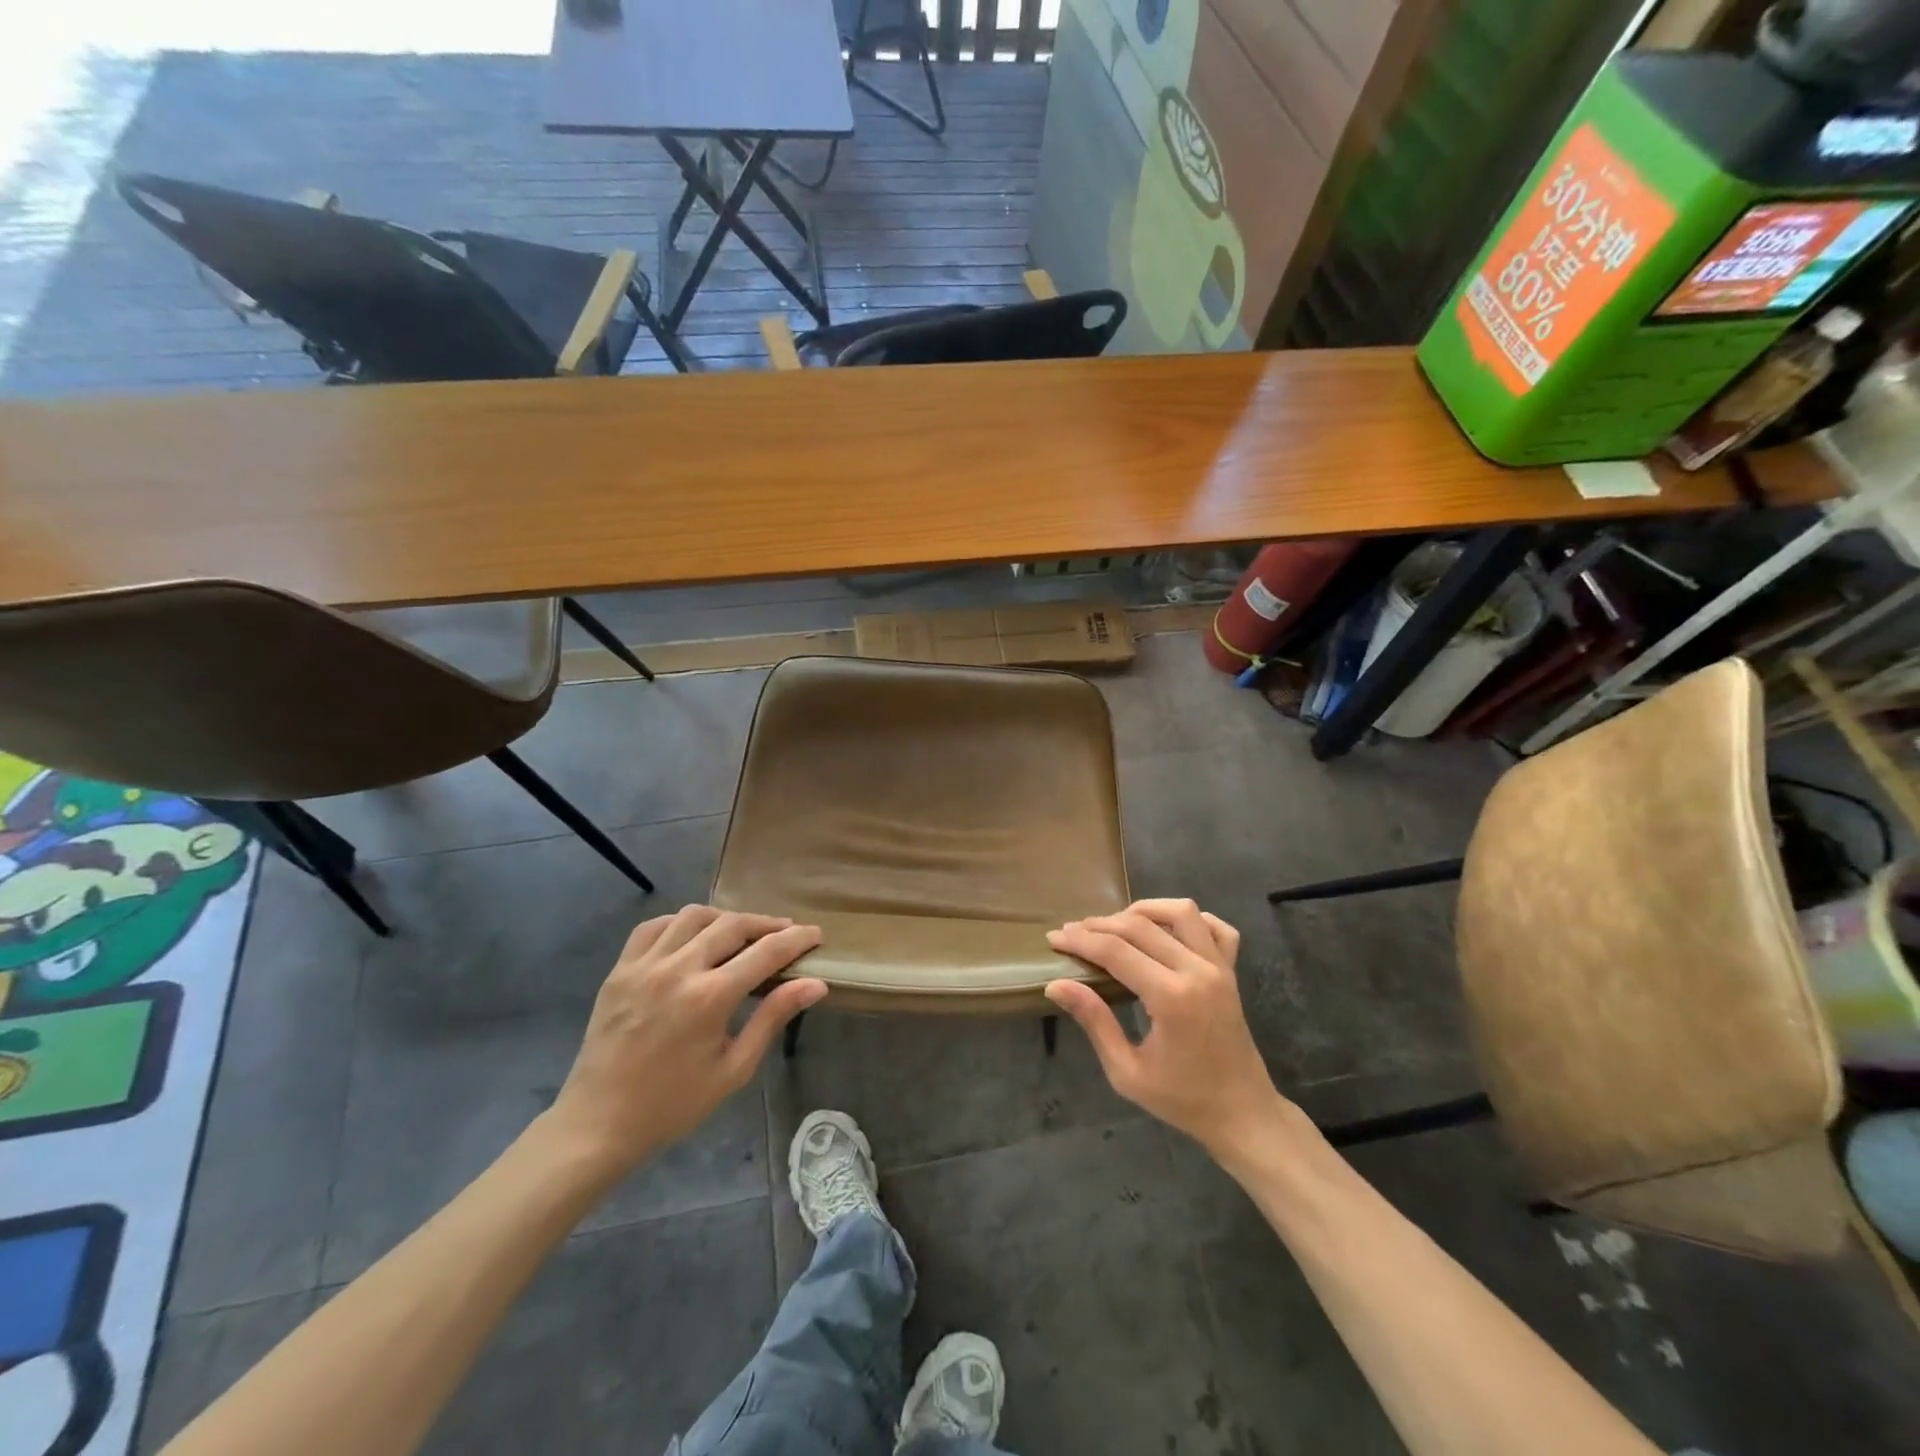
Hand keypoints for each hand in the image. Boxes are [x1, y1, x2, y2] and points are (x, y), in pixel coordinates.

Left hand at [547, 906, 825, 1171]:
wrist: (599, 1123)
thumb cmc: (674, 1103)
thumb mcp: (734, 1068)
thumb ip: (773, 1017)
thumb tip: (815, 984)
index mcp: (710, 997)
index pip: (766, 951)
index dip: (796, 939)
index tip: (815, 934)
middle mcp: (678, 969)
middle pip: (733, 925)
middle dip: (766, 923)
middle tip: (785, 932)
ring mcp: (645, 965)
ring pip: (694, 916)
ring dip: (725, 918)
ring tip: (741, 932)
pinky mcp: (620, 969)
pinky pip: (654, 927)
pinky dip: (680, 923)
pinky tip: (693, 936)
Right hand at [1046, 900, 1286, 1159]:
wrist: (1242, 1114)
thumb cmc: (1182, 1100)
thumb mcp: (1127, 1072)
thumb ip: (1094, 1021)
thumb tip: (1056, 985)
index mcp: (1171, 998)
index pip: (1115, 951)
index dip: (1080, 941)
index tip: (1054, 939)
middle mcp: (1197, 971)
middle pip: (1141, 926)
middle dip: (1100, 924)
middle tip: (1072, 932)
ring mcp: (1220, 967)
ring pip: (1181, 911)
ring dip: (1143, 910)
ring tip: (1116, 924)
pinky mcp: (1232, 970)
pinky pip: (1215, 927)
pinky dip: (1190, 919)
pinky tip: (1166, 929)